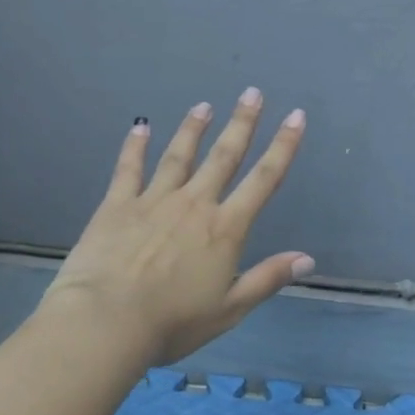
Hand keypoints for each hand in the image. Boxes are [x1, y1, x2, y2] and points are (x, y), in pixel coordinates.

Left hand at [36, 88, 311, 366]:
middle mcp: (194, 204)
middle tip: (252, 92)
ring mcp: (154, 200)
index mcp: (225, 228)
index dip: (284, 146)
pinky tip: (140, 126)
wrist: (106, 322)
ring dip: (194, 129)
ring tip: (204, 105)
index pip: (264, 180)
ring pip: (179, 155)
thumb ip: (268, 278)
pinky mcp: (118, 205)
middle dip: (242, 123)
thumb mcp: (230, 308)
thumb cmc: (173, 322)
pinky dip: (135, 146)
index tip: (296, 116)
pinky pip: (129, 169)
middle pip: (224, 156)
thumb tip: (308, 258)